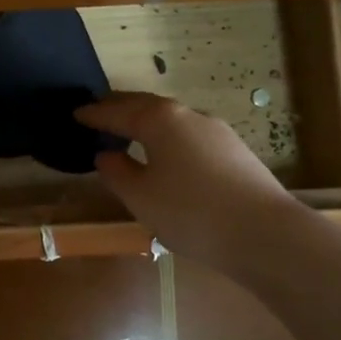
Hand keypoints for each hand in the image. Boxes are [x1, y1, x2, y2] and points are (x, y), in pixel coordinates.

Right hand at [75, 92, 299, 267]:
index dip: (94, 114)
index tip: (76, 113)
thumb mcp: (141, 197)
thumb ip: (118, 172)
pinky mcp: (235, 150)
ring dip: (147, 121)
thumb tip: (107, 153)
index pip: (118, 111)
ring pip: (172, 119)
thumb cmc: (191, 213)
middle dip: (121, 108)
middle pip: (147, 106)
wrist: (264, 233)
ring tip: (130, 131)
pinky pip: (189, 134)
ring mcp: (217, 131)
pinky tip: (167, 154)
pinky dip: (168, 136)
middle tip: (99, 112)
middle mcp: (188, 115)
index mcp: (160, 120)